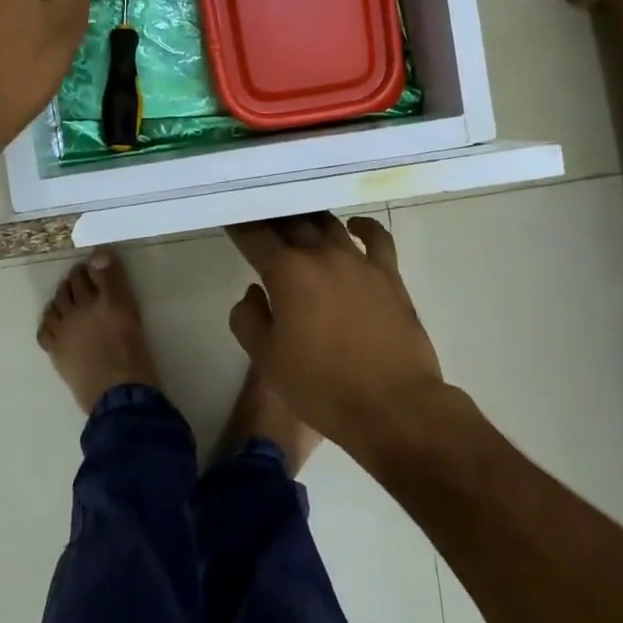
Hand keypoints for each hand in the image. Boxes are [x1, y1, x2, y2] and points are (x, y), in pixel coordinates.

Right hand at [226, 213, 447, 460]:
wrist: (392, 405)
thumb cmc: (321, 387)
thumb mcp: (267, 360)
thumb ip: (249, 319)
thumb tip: (254, 293)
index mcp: (287, 272)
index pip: (255, 236)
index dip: (239, 225)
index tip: (230, 219)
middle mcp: (322, 254)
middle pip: (292, 222)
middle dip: (272, 217)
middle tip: (261, 217)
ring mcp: (359, 261)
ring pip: (329, 224)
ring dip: (309, 218)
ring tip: (297, 218)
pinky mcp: (389, 274)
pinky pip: (376, 237)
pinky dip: (362, 226)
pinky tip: (352, 226)